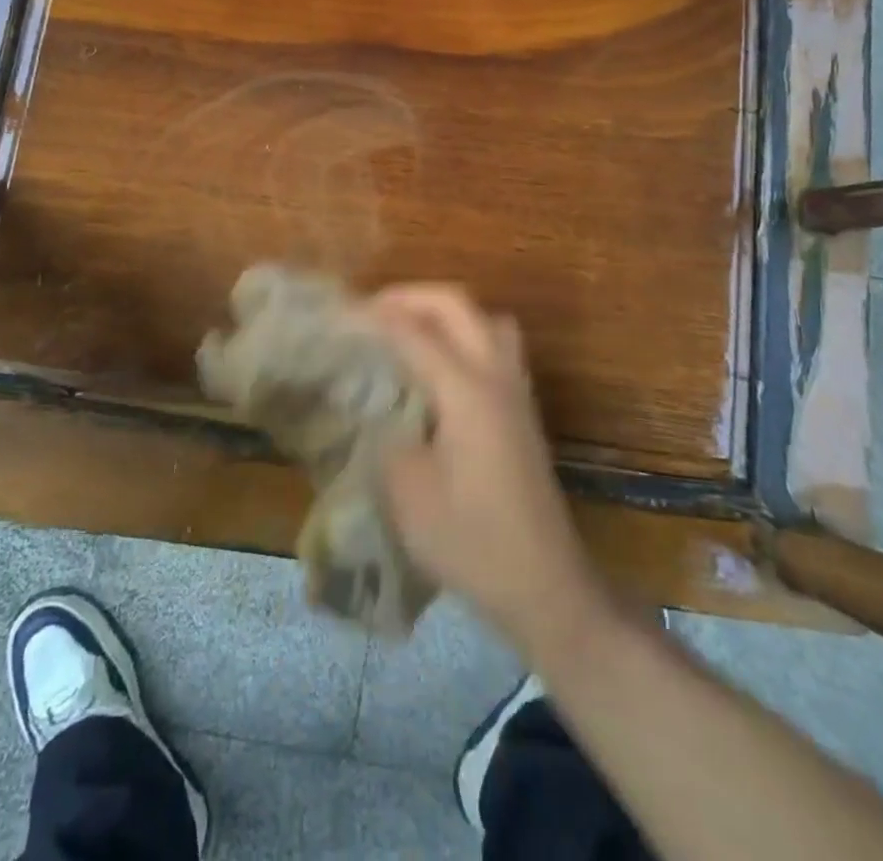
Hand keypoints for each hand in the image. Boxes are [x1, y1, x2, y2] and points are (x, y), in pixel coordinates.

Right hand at [372, 285, 609, 656]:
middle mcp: (496, 376)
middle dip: (410, 296)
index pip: (414, 332)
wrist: (544, 586)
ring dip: (444, 311)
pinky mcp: (523, 410)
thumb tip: (378, 408)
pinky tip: (440, 365)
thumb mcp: (408, 494)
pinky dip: (464, 333)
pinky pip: (496, 344)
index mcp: (467, 391)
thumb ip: (386, 437)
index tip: (338, 314)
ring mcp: (516, 391)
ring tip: (408, 329)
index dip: (373, 317)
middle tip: (370, 311)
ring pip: (485, 318)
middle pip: (456, 305)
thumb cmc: (471, 542)